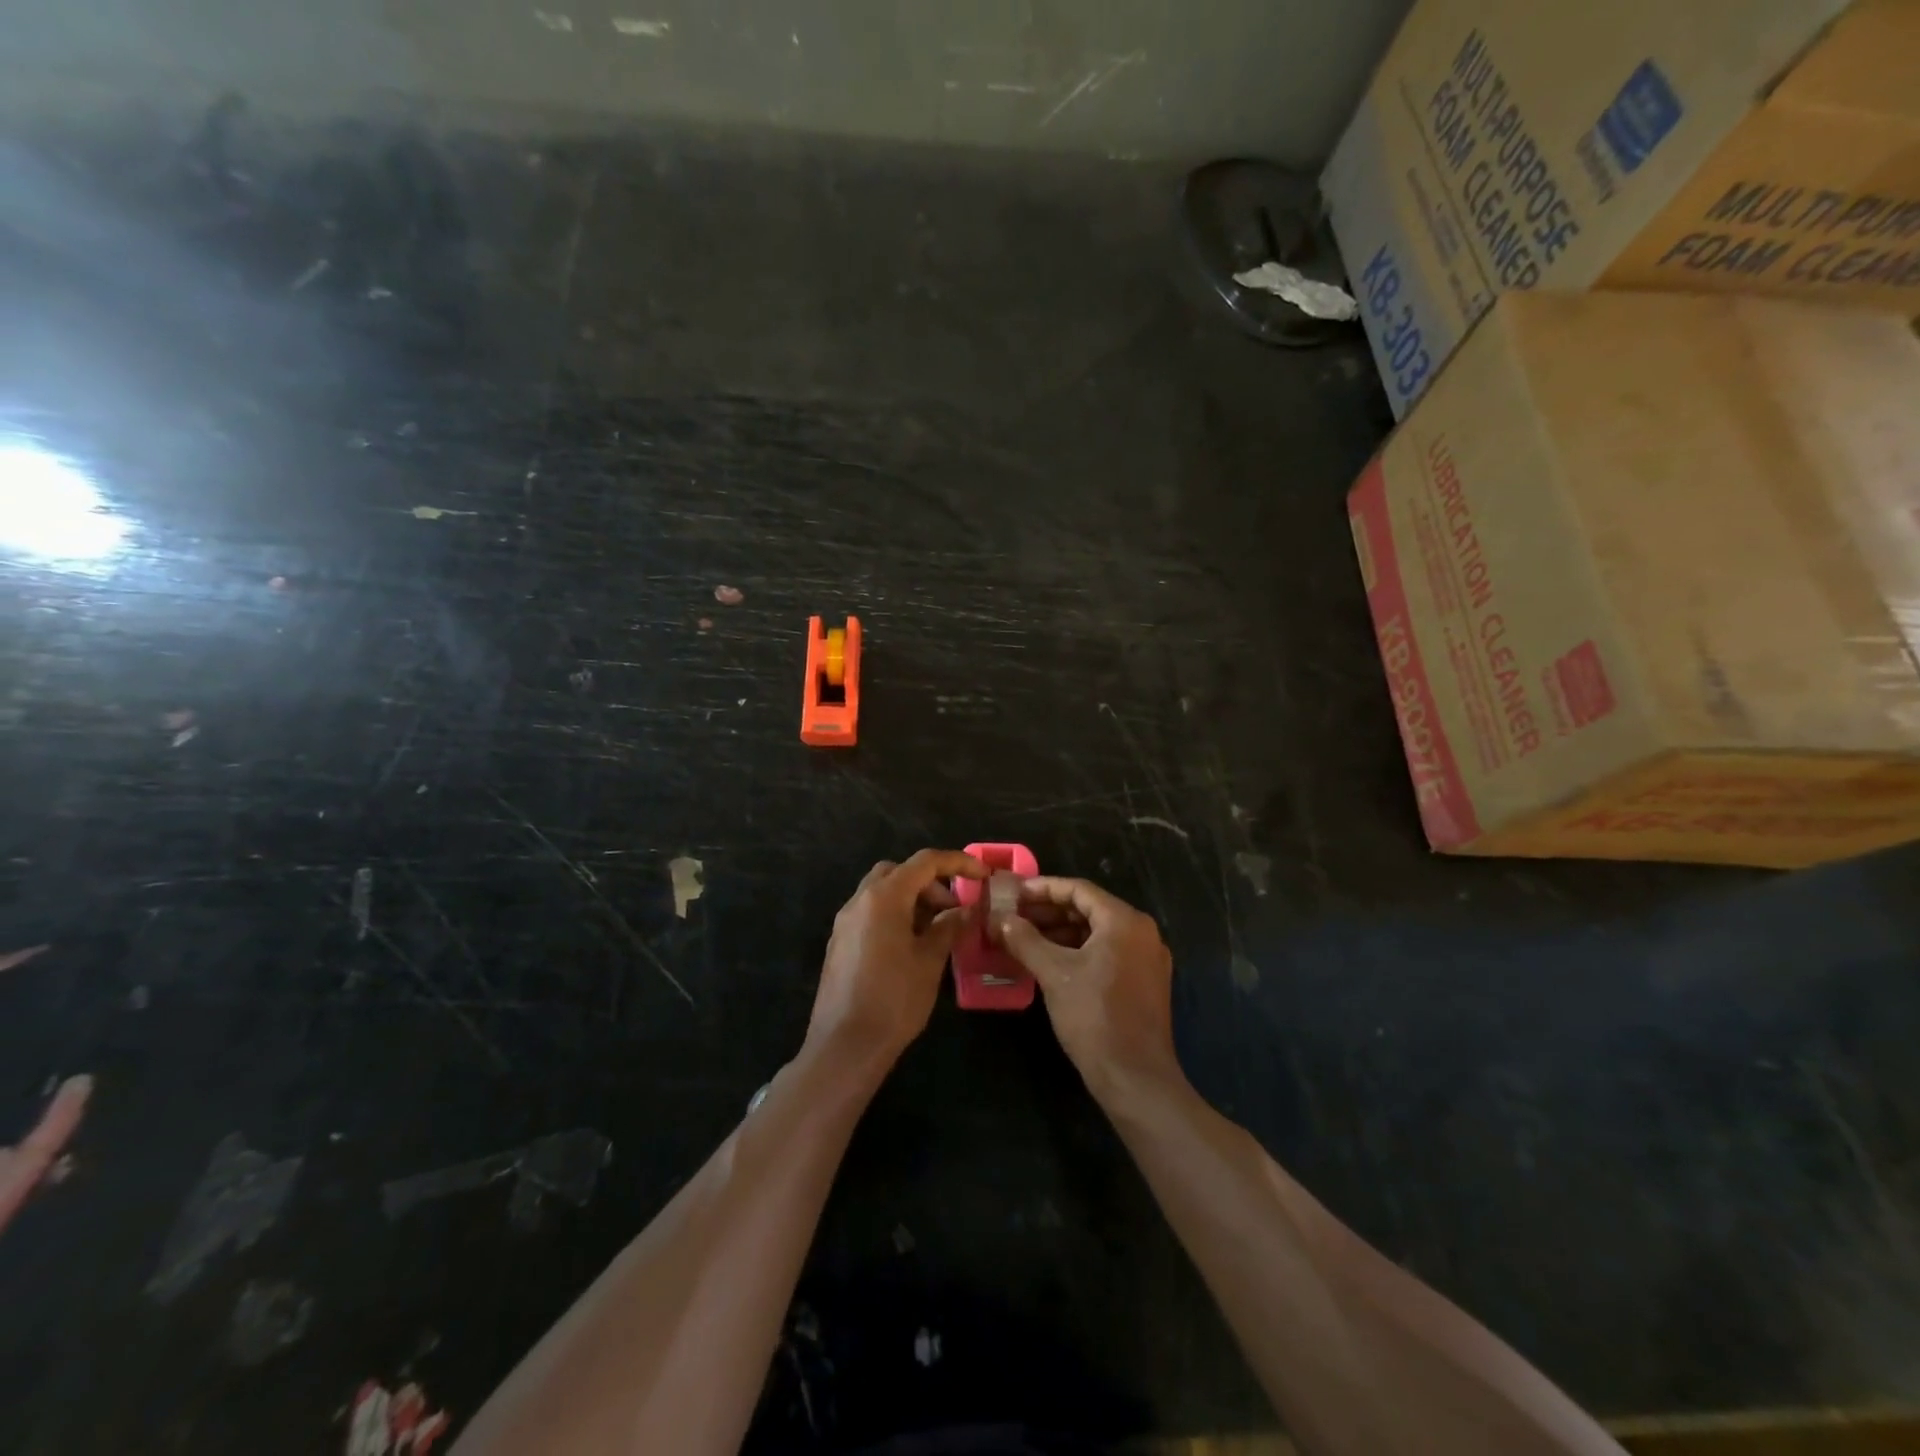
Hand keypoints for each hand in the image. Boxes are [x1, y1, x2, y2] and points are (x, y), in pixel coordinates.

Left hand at [808, 849, 986, 1068]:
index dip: (958, 863)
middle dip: (930, 882)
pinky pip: (870, 913)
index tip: (983, 876)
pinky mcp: (840, 943)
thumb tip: (965, 910)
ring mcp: (845, 922)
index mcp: (884, 897)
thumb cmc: (894, 1000)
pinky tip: (912, 946)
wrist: (845, 1046)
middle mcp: (859, 901)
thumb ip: (948, 927)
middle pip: (898, 872)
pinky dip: (894, 915)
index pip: (925, 862)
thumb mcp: (930, 961)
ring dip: (911, 899)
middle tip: (952, 909)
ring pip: (882, 892)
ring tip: (936, 930)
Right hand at [994, 877, 1179, 1098]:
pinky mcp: (1144, 982)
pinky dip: (1077, 951)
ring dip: (1060, 933)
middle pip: (1089, 909)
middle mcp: (1142, 932)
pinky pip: (1107, 953)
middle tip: (1013, 916)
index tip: (1012, 893)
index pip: (1078, 889)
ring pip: (1097, 933)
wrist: (1135, 1078)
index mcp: (1125, 921)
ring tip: (1024, 939)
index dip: (1042, 888)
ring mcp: (1147, 959)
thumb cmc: (1094, 1017)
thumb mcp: (1053, 973)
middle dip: (1048, 912)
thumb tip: (999, 919)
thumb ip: (1025, 940)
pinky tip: (1048, 962)